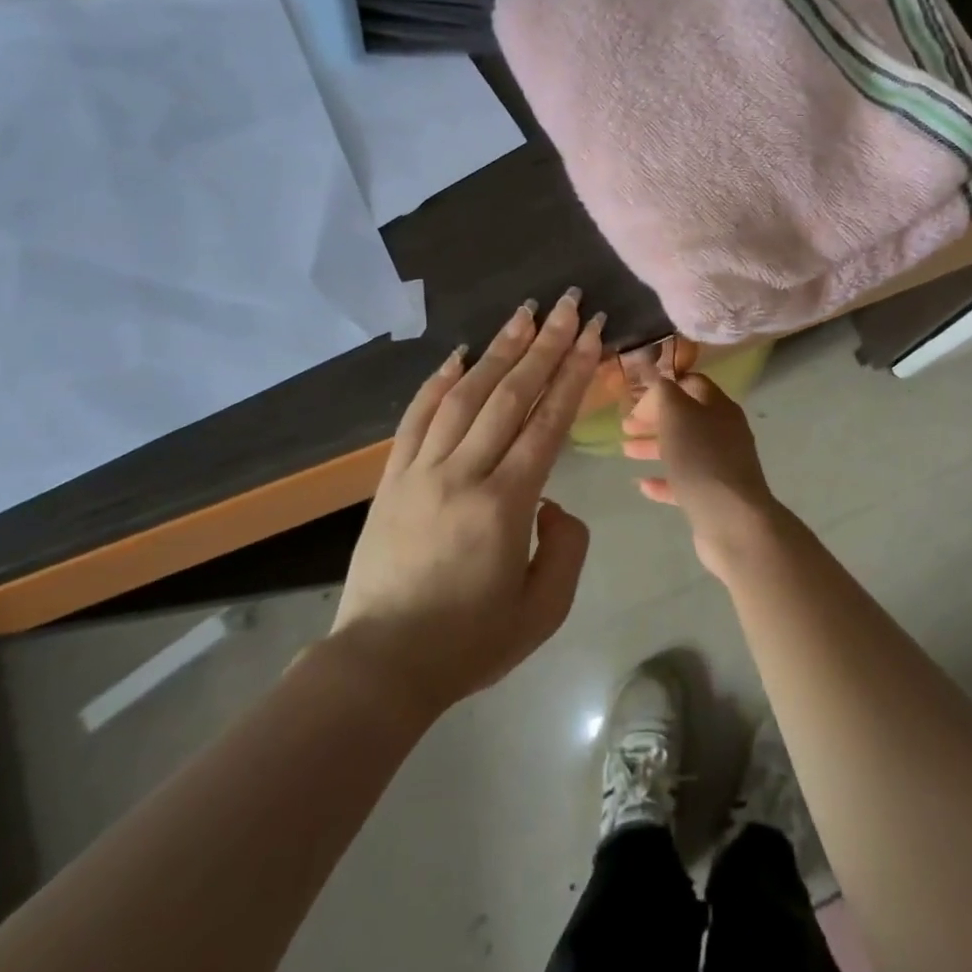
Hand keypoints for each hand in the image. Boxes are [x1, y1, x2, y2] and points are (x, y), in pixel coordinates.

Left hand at [331, 291, 604, 713]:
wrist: (380, 667)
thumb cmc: (470, 643)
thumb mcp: (544, 610)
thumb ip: (567, 546)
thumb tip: (552, 502)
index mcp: (505, 505)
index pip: (547, 423)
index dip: (573, 373)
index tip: (591, 334)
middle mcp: (463, 475)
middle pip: (510, 395)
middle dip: (545, 345)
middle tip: (568, 304)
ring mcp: (421, 472)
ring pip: (465, 395)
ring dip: (498, 349)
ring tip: (525, 313)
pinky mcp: (392, 479)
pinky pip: (416, 418)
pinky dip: (438, 381)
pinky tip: (458, 354)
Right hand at [623, 374, 778, 581]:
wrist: (732, 521)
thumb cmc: (702, 459)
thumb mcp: (677, 414)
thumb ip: (663, 393)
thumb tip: (656, 382)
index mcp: (719, 407)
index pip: (692, 384)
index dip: (664, 386)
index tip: (636, 396)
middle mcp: (724, 433)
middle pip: (685, 418)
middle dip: (654, 419)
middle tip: (624, 426)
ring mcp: (721, 466)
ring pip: (683, 449)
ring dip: (654, 447)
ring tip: (625, 452)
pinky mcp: (713, 496)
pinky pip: (684, 483)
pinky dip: (663, 481)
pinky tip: (642, 485)